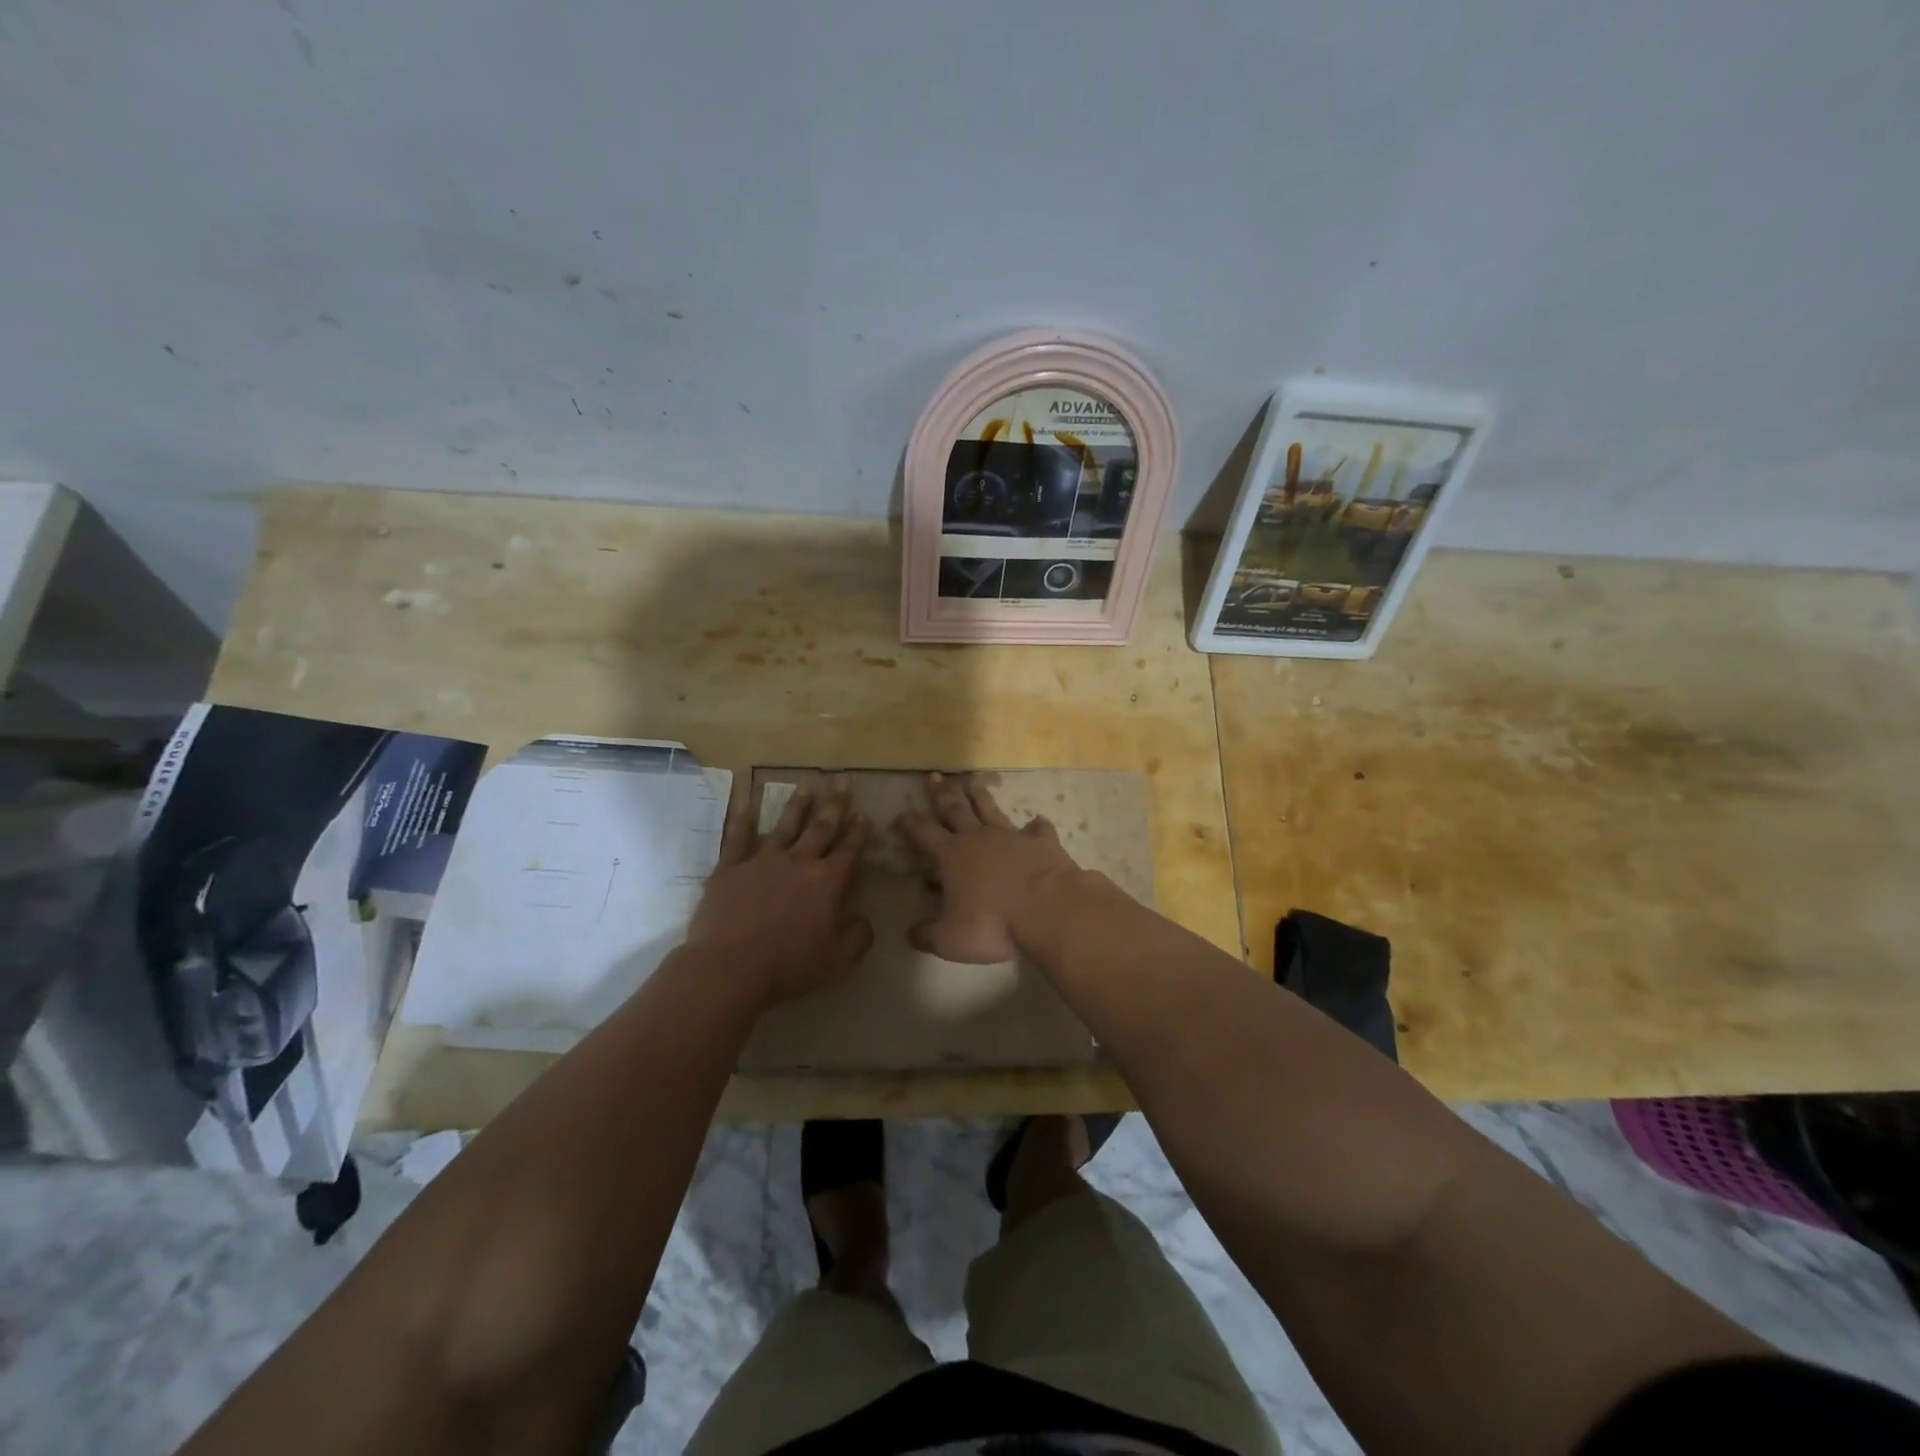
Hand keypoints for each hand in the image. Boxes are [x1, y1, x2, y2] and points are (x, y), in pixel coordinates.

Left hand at [687, 783, 873, 1007]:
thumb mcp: (838, 960)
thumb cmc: (788, 966)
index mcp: (827, 882)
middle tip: (842, 781)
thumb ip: (858, 936)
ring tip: (807, 786)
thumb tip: (863, 919)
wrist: (729, 967)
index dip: (859, 832)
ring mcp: (762, 862)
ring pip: (785, 826)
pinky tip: (746, 805)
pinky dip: (743, 821)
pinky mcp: (730, 869)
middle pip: (821, 828)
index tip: (865, 813)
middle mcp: (798, 862)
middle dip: (835, 805)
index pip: (849, 850)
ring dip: (798, 805)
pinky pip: (738, 839)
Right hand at [896, 772, 1081, 962]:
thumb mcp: (951, 940)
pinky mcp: (1043, 843)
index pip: (925, 833)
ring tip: (973, 782)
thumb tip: (911, 935)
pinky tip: (1037, 821)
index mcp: (953, 856)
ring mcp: (1013, 837)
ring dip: (980, 796)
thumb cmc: (993, 924)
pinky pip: (1038, 830)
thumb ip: (928, 936)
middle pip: (956, 810)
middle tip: (934, 777)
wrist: (1050, 910)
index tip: (902, 813)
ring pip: (991, 810)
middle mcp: (980, 838)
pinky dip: (1036, 825)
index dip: (911, 824)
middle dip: (942, 794)